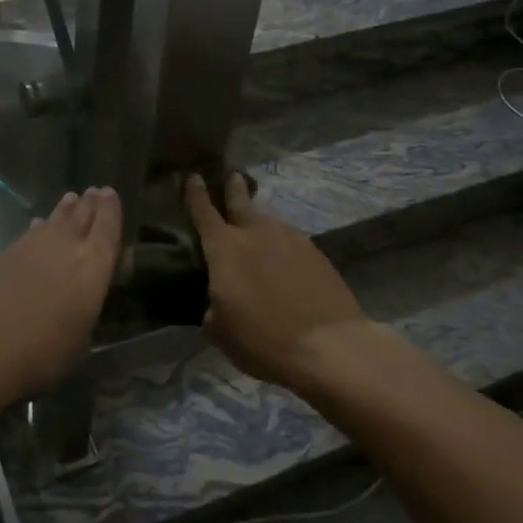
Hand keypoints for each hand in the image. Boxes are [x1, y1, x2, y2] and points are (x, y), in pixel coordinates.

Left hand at [0, 188, 120, 398]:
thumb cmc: (41, 353)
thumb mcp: (77, 345)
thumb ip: (81, 320)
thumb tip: (76, 314)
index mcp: (92, 268)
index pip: (106, 230)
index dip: (111, 211)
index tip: (110, 192)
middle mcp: (65, 248)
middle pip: (80, 218)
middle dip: (89, 204)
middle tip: (93, 191)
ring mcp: (31, 248)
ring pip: (53, 221)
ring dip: (64, 211)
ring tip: (71, 199)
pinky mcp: (3, 254)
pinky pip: (29, 234)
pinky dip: (37, 229)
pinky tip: (37, 227)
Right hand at [186, 173, 366, 388]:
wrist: (330, 346)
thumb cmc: (263, 339)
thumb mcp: (221, 332)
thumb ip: (212, 307)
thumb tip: (217, 301)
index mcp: (224, 249)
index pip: (204, 212)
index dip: (195, 194)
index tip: (193, 177)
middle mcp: (256, 234)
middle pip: (241, 202)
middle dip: (234, 188)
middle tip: (232, 176)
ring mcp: (290, 239)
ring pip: (268, 221)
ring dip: (260, 220)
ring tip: (257, 227)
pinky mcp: (316, 253)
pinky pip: (290, 239)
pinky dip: (281, 242)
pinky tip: (284, 258)